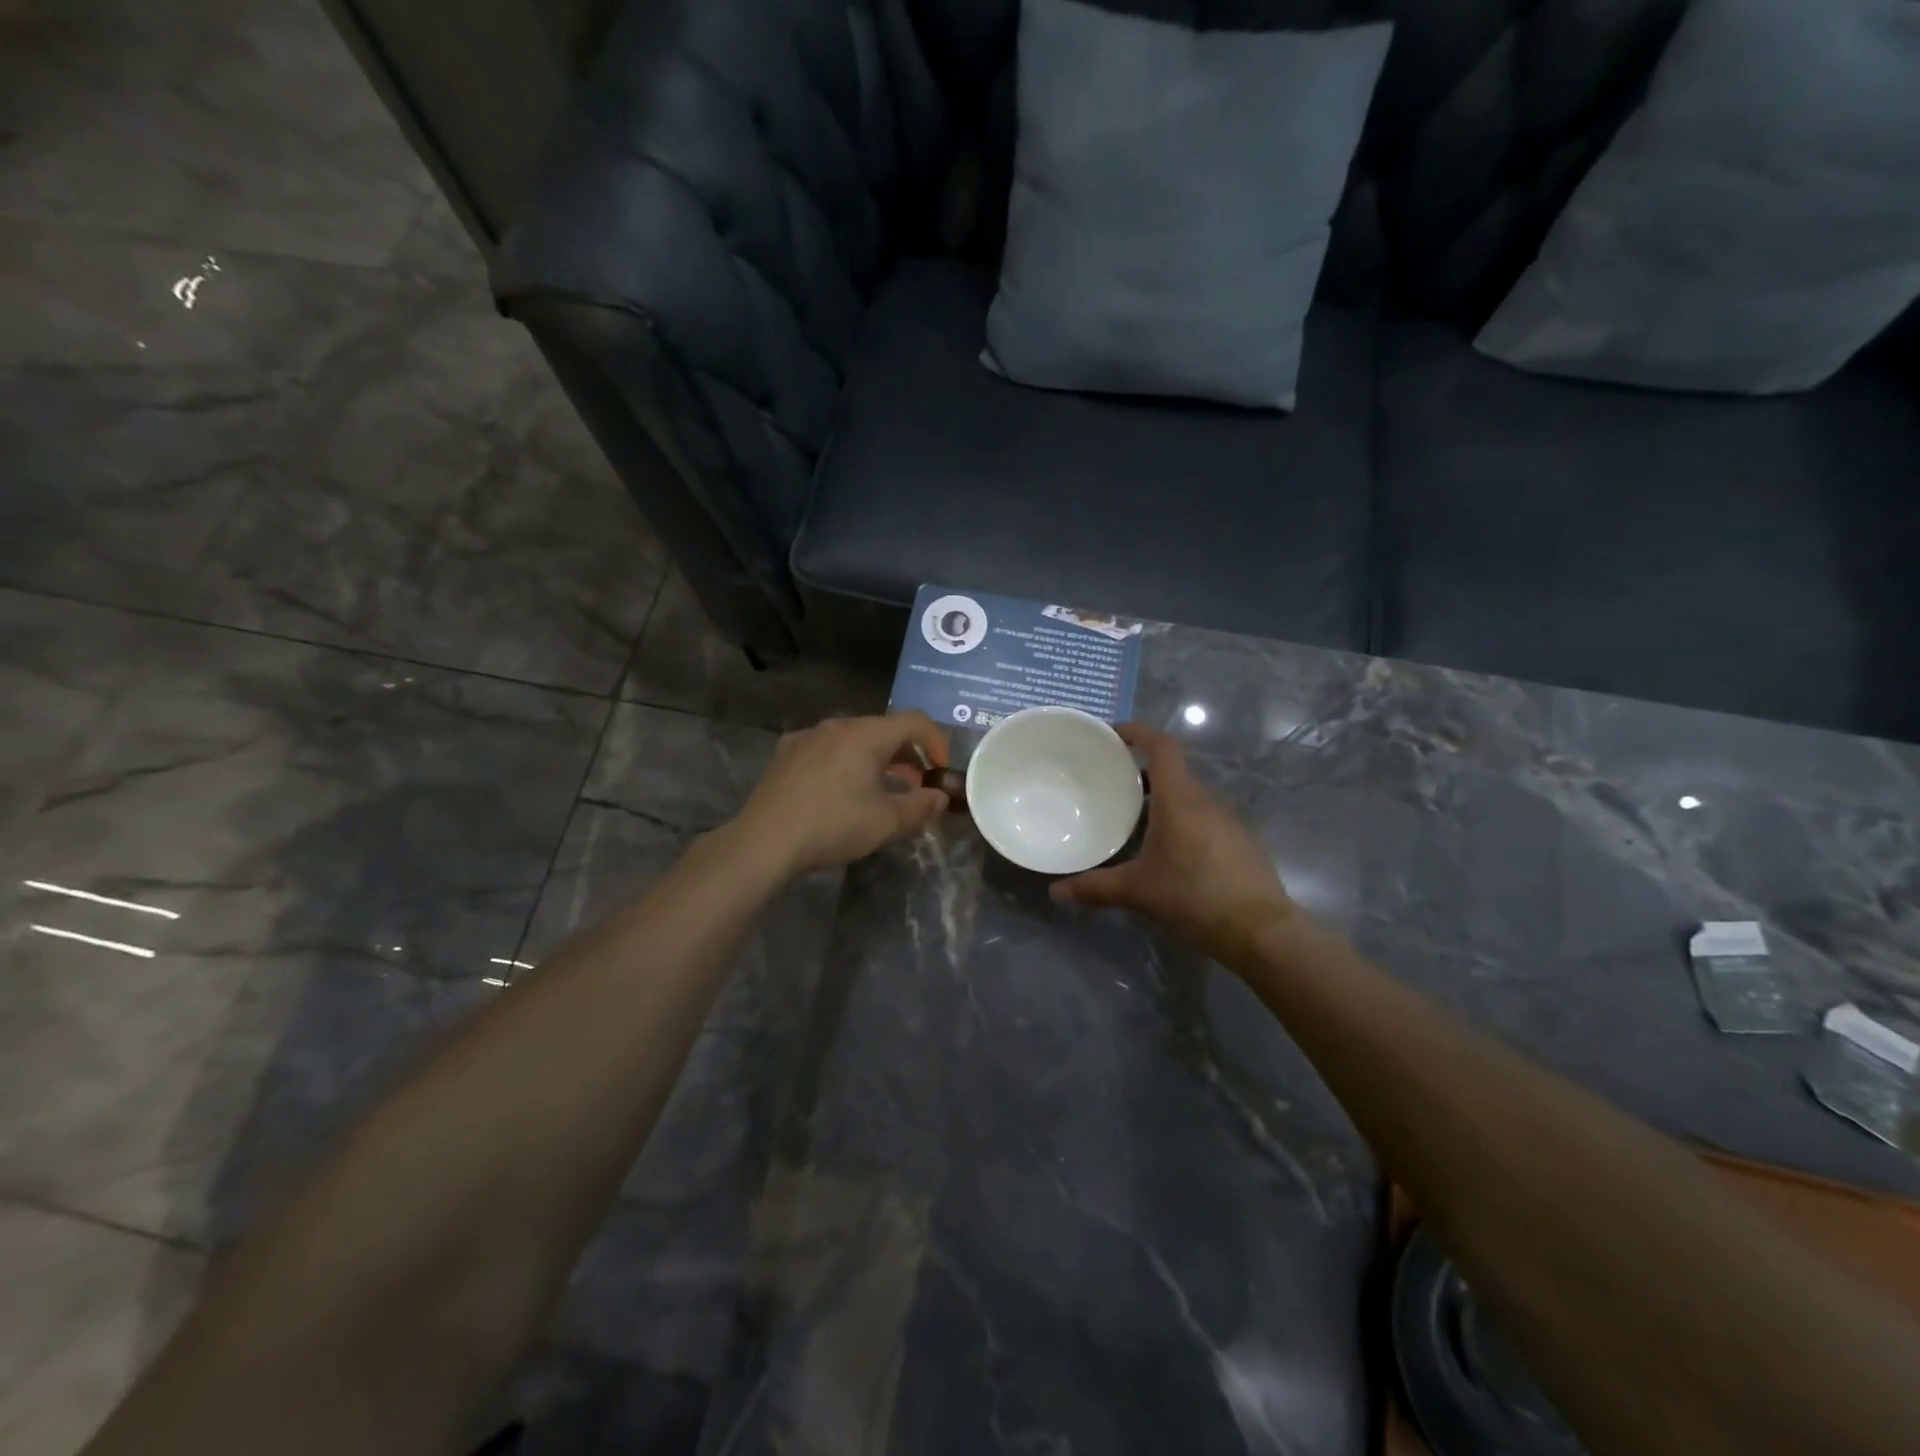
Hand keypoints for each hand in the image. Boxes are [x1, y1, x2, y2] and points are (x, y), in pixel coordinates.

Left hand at [731, 712, 951, 875]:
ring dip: (876, 759)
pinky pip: (827, 749)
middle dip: (907, 754)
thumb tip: (939, 797)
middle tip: (915, 784)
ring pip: (854, 738)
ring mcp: (808, 736)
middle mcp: (837, 724)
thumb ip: (921, 806)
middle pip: (883, 729)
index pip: (915, 722)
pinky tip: (839, 790)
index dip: (937, 743)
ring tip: (881, 789)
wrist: (765, 840)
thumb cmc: (834, 825)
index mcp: (867, 734)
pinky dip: (845, 762)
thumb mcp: (887, 822)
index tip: (941, 771)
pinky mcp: (786, 752)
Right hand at [1050, 723, 1294, 963]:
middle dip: (1141, 775)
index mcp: (1179, 799)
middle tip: (1110, 788)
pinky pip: (1203, 819)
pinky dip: (1181, 823)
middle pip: (1172, 772)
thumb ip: (1094, 888)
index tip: (1113, 735)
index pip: (1161, 746)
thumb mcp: (1137, 892)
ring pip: (1188, 798)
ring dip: (1162, 801)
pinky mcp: (1239, 842)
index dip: (1138, 732)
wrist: (1261, 931)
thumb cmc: (1194, 896)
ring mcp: (1227, 821)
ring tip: (1133, 822)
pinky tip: (1167, 853)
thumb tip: (1055, 892)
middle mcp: (1205, 801)